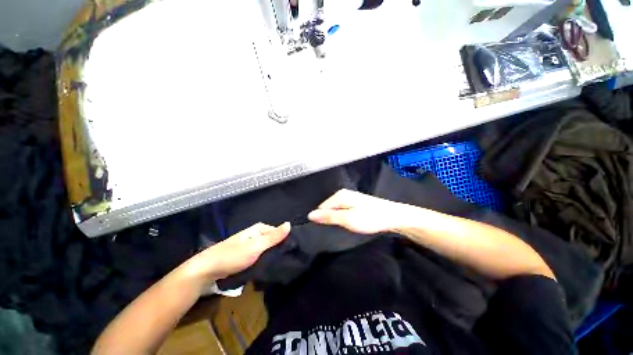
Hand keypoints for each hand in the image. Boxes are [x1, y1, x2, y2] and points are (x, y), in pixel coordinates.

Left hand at [185, 222, 290, 281]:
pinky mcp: (246, 256)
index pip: (278, 231)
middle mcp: (255, 235)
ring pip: (267, 249)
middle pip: (273, 240)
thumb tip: (290, 224)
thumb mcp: (256, 246)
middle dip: (279, 249)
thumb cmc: (233, 256)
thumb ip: (273, 237)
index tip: (293, 250)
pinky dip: (265, 260)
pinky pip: (260, 256)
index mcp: (258, 229)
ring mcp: (250, 245)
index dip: (285, 239)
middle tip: (287, 260)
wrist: (206, 270)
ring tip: (280, 265)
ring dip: (272, 256)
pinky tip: (269, 267)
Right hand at [308, 189, 403, 233]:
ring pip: (336, 210)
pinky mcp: (355, 202)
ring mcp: (350, 197)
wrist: (393, 216)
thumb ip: (328, 216)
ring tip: (345, 226)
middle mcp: (343, 193)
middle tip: (339, 227)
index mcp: (339, 195)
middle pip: (328, 208)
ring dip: (338, 218)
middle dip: (331, 218)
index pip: (321, 208)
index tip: (330, 227)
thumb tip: (310, 215)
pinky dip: (344, 217)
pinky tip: (351, 222)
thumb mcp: (347, 219)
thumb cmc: (369, 218)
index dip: (323, 218)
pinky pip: (343, 210)